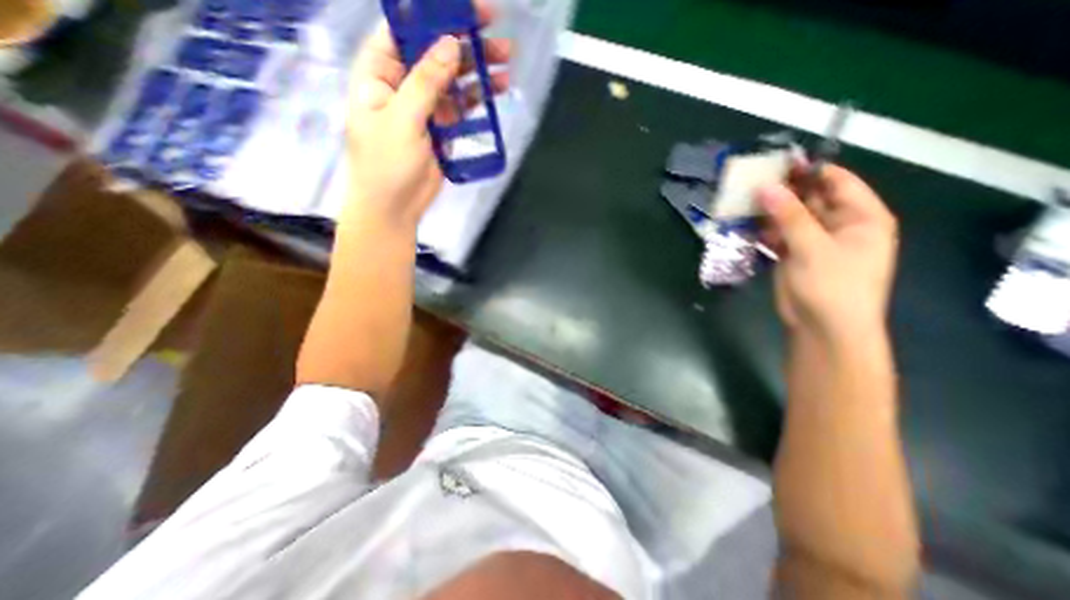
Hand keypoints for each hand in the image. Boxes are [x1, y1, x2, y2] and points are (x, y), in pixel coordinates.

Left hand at [344, 4, 508, 230]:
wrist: (395, 206)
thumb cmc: (386, 163)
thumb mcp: (402, 119)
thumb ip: (425, 82)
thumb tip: (451, 44)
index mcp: (379, 72)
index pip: (404, 30)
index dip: (432, 14)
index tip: (465, 8)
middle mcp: (402, 84)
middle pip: (435, 53)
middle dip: (464, 42)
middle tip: (497, 33)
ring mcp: (425, 107)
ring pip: (453, 80)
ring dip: (478, 71)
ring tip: (505, 63)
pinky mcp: (442, 128)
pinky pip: (461, 107)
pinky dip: (478, 99)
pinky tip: (496, 91)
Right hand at [755, 164, 896, 342]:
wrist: (822, 328)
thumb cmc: (832, 286)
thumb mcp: (813, 247)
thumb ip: (790, 216)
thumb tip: (766, 187)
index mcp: (861, 217)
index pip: (837, 182)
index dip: (810, 170)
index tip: (778, 162)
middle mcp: (838, 225)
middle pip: (810, 198)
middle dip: (783, 189)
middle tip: (752, 178)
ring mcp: (813, 240)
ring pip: (789, 216)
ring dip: (768, 209)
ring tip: (742, 198)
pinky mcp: (793, 255)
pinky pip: (778, 234)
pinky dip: (763, 229)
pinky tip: (744, 221)